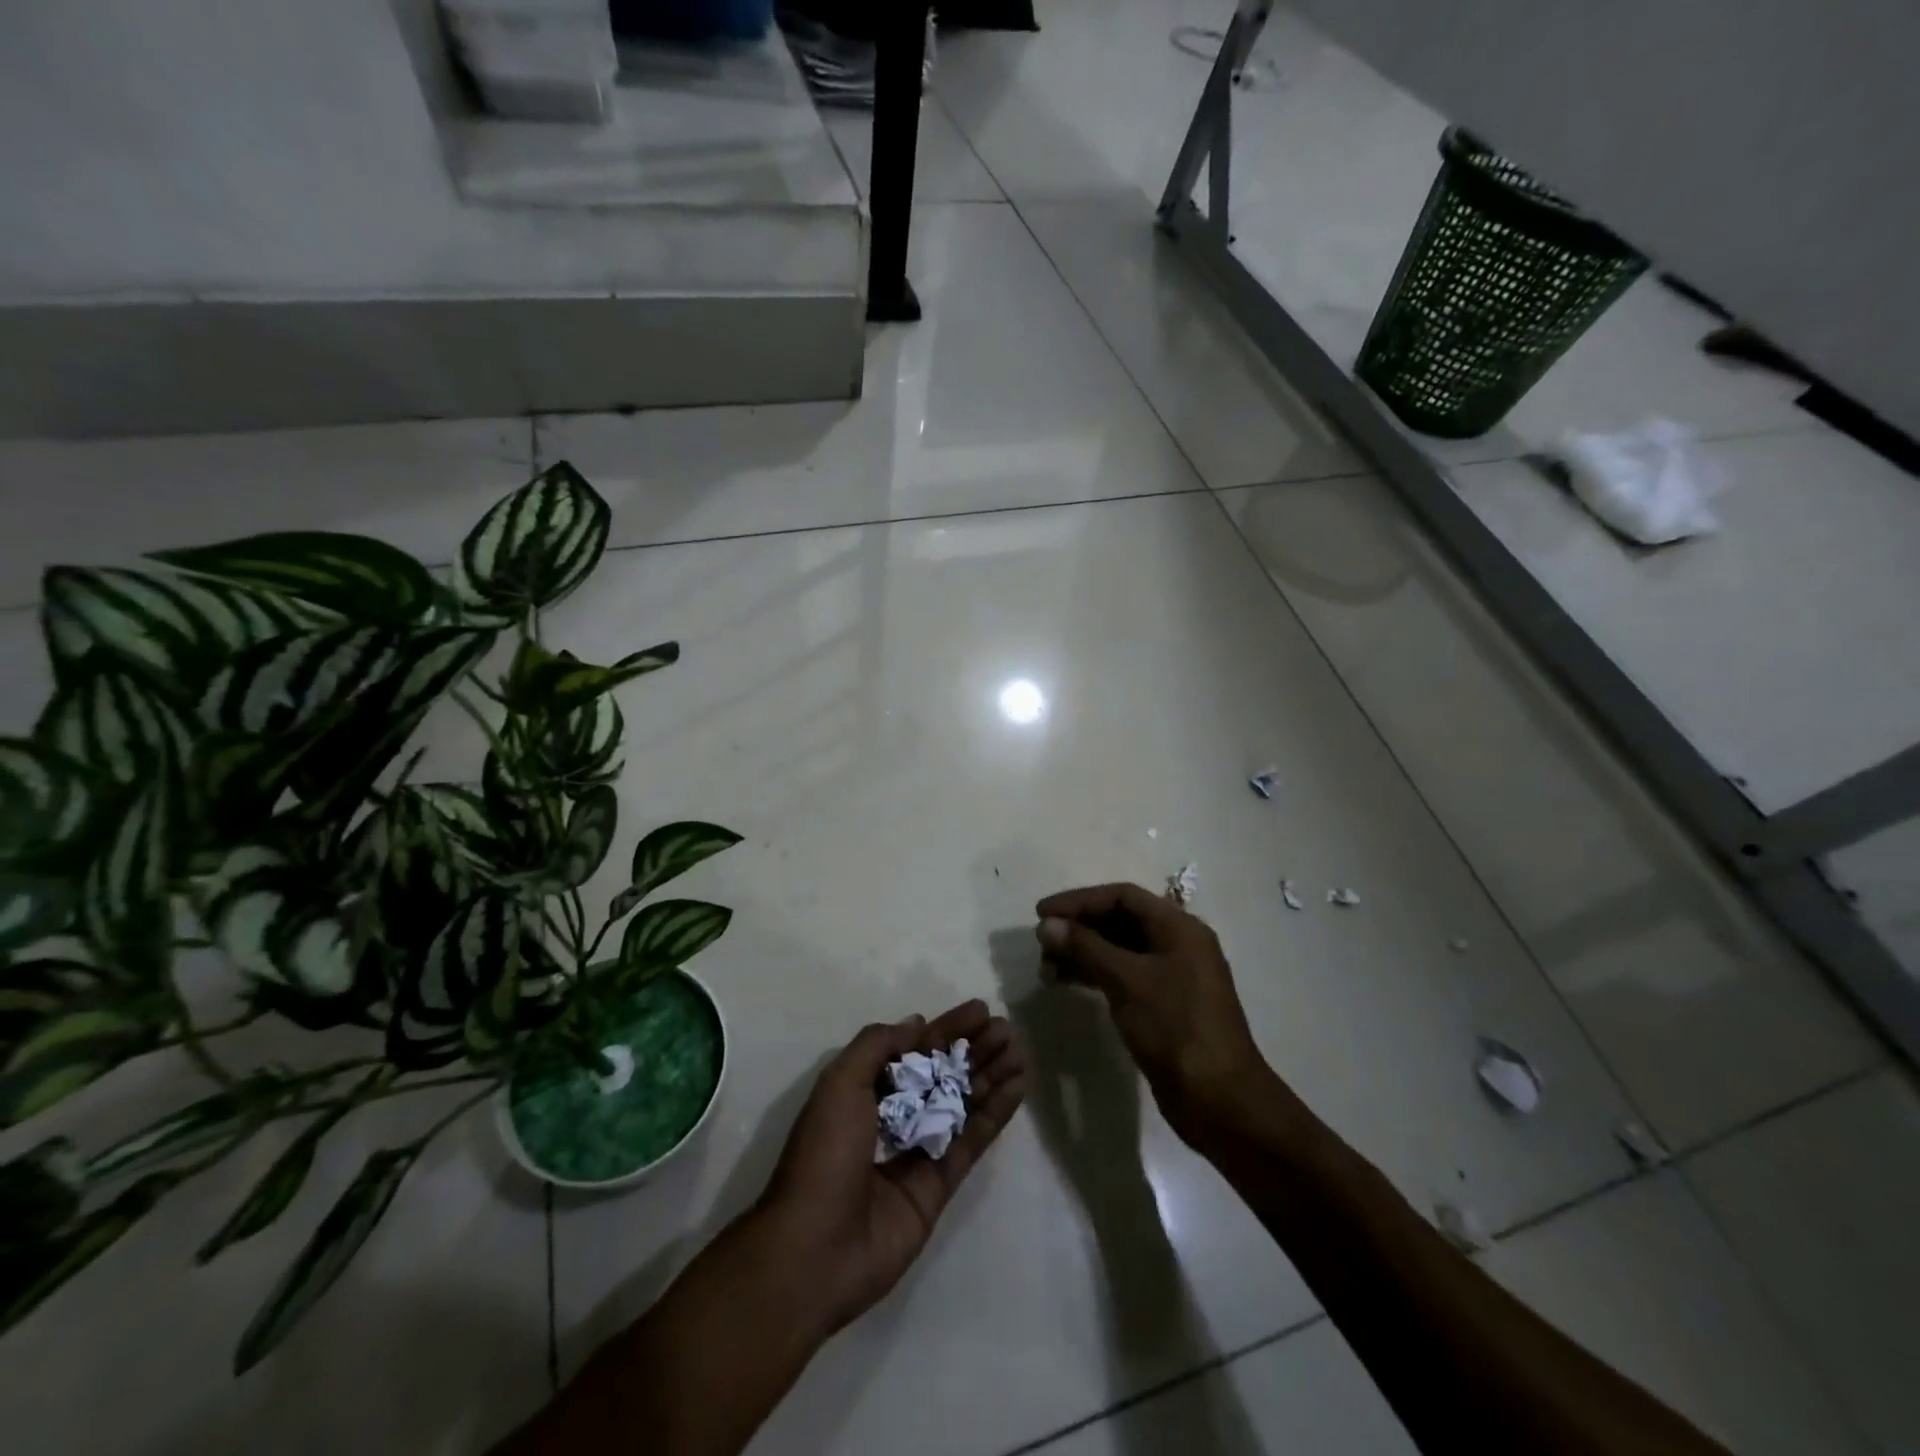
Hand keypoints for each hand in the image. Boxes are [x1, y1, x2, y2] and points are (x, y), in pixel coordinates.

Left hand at [758, 1000, 1028, 1335]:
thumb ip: (878, 1046)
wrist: (815, 1250)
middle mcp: (894, 1116)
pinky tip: (1017, 1086)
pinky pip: (972, 1140)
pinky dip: (995, 1113)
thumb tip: (917, 1024)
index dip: (947, 1029)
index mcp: (864, 1091)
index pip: (914, 1049)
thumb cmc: (824, 1154)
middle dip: (974, 1049)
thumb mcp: (840, 1084)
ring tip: (1020, 1051)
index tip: (980, 1011)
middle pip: (942, 1074)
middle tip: (1008, 1030)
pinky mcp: (940, 1185)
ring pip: (962, 1103)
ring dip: (991, 1075)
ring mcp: (919, 1151)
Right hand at [1036, 883, 1276, 1147]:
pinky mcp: (1165, 1004)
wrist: (1218, 1099)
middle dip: (1079, 928)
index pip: (1122, 896)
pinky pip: (1125, 975)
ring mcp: (1173, 975)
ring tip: (1047, 969)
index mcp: (1179, 927)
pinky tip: (1068, 984)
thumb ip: (1085, 947)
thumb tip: (1048, 924)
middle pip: (1120, 920)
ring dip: (1083, 953)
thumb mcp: (1127, 980)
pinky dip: (1096, 975)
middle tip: (1042, 944)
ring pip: (1120, 950)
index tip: (1042, 913)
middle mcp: (1178, 944)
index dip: (1079, 900)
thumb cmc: (1174, 1027)